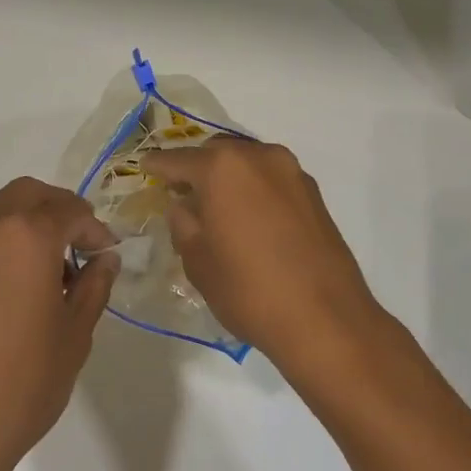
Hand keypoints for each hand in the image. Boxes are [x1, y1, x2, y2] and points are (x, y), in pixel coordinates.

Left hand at [0, 178, 117, 470]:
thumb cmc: (19, 388)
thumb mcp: (73, 337)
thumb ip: (94, 287)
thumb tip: (103, 259)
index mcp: (23, 235)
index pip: (69, 209)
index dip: (94, 227)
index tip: (105, 253)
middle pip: (26, 196)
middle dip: (57, 212)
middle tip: (77, 249)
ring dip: (23, 229)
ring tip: (41, 278)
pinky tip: (3, 297)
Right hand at [147, 139, 382, 368]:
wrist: (325, 318)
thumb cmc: (249, 289)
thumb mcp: (198, 261)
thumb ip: (183, 223)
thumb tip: (184, 205)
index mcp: (223, 167)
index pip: (179, 160)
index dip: (158, 166)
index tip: (145, 168)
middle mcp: (259, 157)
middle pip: (217, 152)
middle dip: (197, 168)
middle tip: (181, 192)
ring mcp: (292, 172)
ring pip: (248, 162)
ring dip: (229, 176)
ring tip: (216, 206)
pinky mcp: (313, 193)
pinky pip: (271, 179)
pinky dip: (254, 188)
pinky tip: (248, 217)